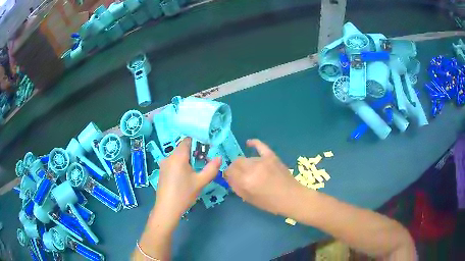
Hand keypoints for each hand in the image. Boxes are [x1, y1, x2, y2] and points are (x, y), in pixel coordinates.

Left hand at [154, 138, 221, 223]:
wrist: (167, 209)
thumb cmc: (184, 194)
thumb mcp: (201, 182)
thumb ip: (211, 168)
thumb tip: (219, 157)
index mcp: (178, 156)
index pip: (187, 140)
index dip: (198, 141)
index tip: (207, 149)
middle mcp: (169, 157)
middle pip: (183, 148)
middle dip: (195, 152)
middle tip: (205, 161)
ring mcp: (164, 164)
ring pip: (178, 156)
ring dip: (188, 159)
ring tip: (197, 169)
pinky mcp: (162, 172)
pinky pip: (173, 162)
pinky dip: (181, 164)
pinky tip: (187, 176)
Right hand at [224, 139, 302, 215]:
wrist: (291, 197)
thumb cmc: (270, 203)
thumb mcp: (249, 199)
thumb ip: (236, 187)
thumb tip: (229, 178)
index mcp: (246, 181)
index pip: (230, 171)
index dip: (228, 175)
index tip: (230, 178)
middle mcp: (252, 168)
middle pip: (236, 162)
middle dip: (235, 168)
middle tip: (239, 175)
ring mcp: (263, 160)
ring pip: (247, 158)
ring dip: (245, 164)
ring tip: (251, 171)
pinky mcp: (271, 156)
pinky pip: (260, 146)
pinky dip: (254, 143)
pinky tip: (248, 143)